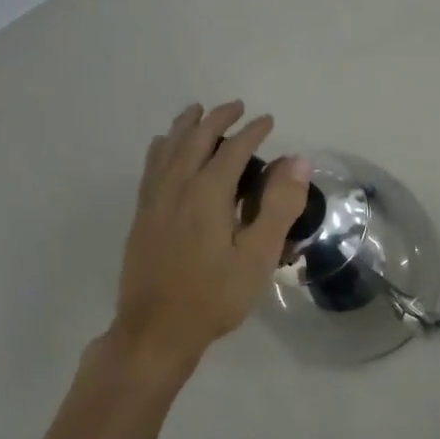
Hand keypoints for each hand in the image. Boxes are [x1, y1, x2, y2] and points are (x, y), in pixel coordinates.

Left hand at [107, 100, 310, 376]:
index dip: (252, 131)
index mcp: (207, 194)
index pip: (233, 150)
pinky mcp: (142, 217)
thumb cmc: (214, 296)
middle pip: (195, 140)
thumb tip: (297, 160)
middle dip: (216, 119)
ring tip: (196, 112)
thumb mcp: (257, 256)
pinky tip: (162, 148)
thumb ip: (278, 206)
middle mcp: (176, 188)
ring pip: (167, 149)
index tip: (268, 120)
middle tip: (236, 106)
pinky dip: (161, 148)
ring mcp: (154, 202)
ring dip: (184, 126)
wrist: (155, 331)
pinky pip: (151, 167)